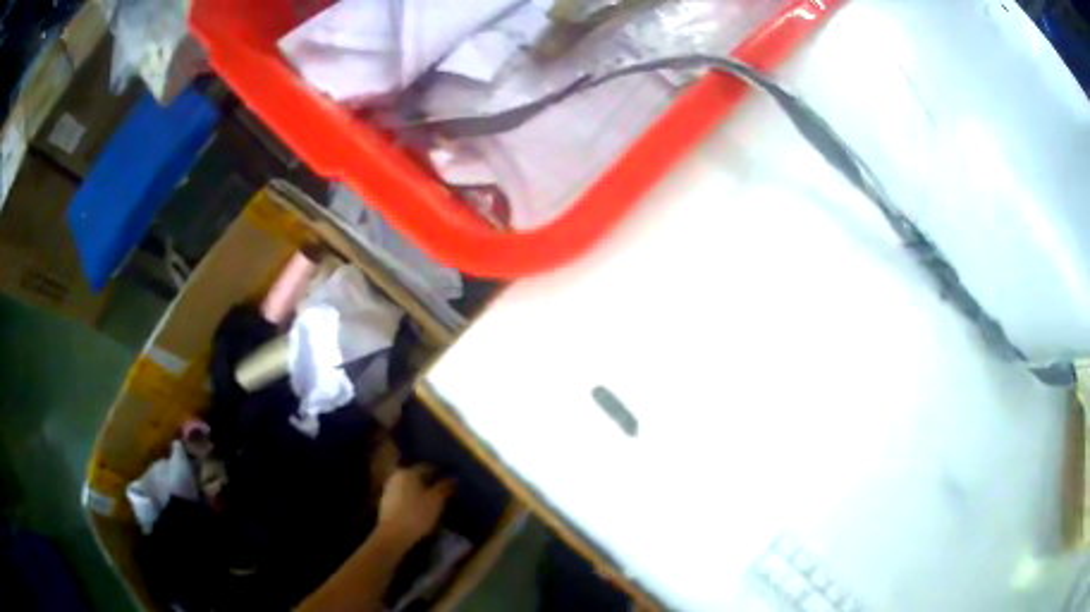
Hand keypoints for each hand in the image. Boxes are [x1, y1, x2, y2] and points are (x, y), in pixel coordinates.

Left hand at [378, 465, 454, 547]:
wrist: (393, 534)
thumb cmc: (417, 514)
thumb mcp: (436, 500)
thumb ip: (445, 487)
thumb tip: (453, 478)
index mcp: (408, 472)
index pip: (428, 467)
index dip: (441, 473)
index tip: (451, 481)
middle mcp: (397, 476)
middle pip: (417, 476)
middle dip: (429, 482)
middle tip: (443, 491)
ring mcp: (389, 489)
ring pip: (410, 487)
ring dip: (420, 492)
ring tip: (433, 501)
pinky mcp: (386, 503)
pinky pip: (404, 497)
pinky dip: (412, 500)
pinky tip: (420, 509)